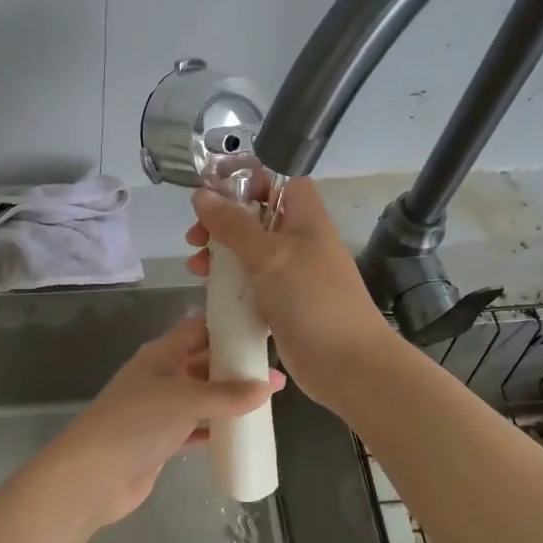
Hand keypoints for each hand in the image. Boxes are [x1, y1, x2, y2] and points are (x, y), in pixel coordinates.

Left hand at [45, 315, 284, 526]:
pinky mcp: (162, 439)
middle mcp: (162, 375)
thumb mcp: (186, 400)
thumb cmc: (138, 423)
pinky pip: (197, 426)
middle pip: (204, 362)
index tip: (261, 325)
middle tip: (275, 369)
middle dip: (236, 365)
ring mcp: (161, 409)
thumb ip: (229, 394)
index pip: (200, 328)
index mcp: (162, 354)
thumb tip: (270, 385)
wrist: (94, 475)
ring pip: (203, 396)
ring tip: (269, 401)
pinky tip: (244, 432)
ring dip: (230, 398)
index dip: (228, 325)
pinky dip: (218, 428)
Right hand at [187, 177, 396, 402]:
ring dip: (219, 253)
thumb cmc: (312, 299)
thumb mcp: (269, 255)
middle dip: (221, 221)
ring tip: (196, 267)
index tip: (211, 190)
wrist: (347, 364)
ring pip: (248, 250)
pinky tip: (208, 289)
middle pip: (255, 215)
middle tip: (195, 236)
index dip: (245, 179)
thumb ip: (233, 224)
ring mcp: (291, 272)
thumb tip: (201, 194)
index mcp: (304, 216)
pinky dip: (229, 281)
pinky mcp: (282, 301)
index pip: (276, 179)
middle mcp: (298, 239)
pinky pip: (250, 281)